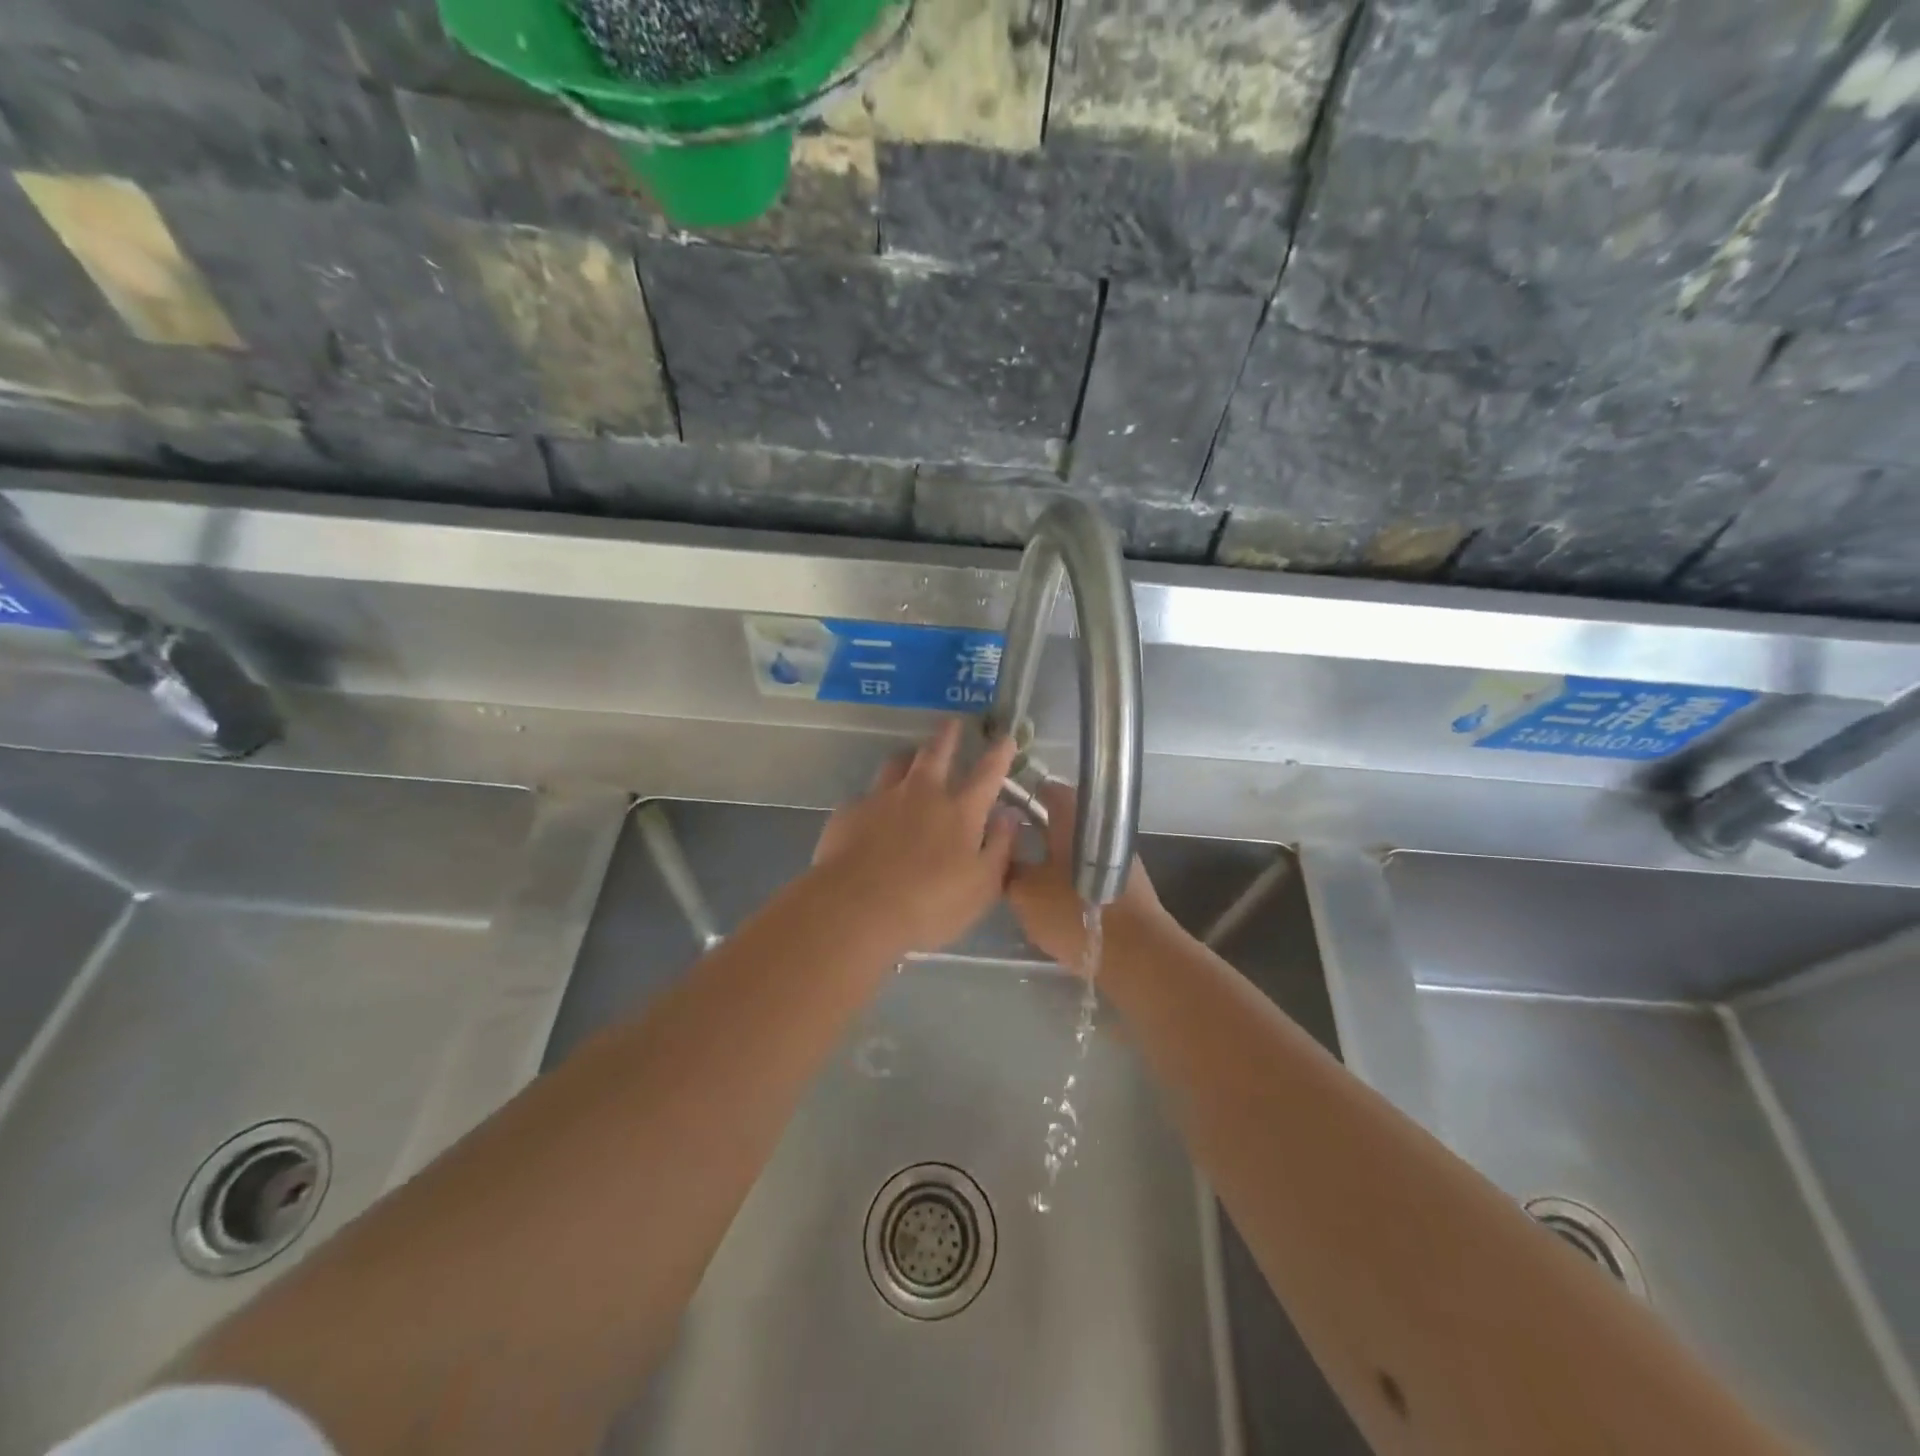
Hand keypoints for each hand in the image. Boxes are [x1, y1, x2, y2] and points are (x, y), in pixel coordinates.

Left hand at [809, 720, 1020, 957]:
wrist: (856, 908)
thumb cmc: (929, 904)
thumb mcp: (981, 887)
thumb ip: (1000, 848)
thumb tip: (1010, 815)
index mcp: (960, 811)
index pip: (987, 773)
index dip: (999, 754)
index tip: (1005, 737)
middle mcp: (922, 793)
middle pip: (937, 752)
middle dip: (948, 735)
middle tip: (952, 722)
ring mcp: (882, 798)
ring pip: (897, 763)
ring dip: (909, 757)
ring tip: (911, 756)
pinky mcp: (850, 811)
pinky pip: (866, 794)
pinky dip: (876, 797)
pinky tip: (872, 810)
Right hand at [1006, 781, 1167, 968]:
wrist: (1136, 952)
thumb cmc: (1074, 912)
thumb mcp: (1025, 893)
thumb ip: (1009, 869)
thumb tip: (1003, 852)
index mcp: (1074, 815)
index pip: (1045, 789)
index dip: (1020, 795)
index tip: (999, 809)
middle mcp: (1099, 825)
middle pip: (1061, 817)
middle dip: (1034, 828)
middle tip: (1005, 845)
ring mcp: (1116, 853)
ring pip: (1075, 845)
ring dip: (1052, 854)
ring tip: (1024, 873)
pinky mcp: (1124, 881)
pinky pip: (1088, 868)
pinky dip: (1069, 874)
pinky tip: (1052, 894)